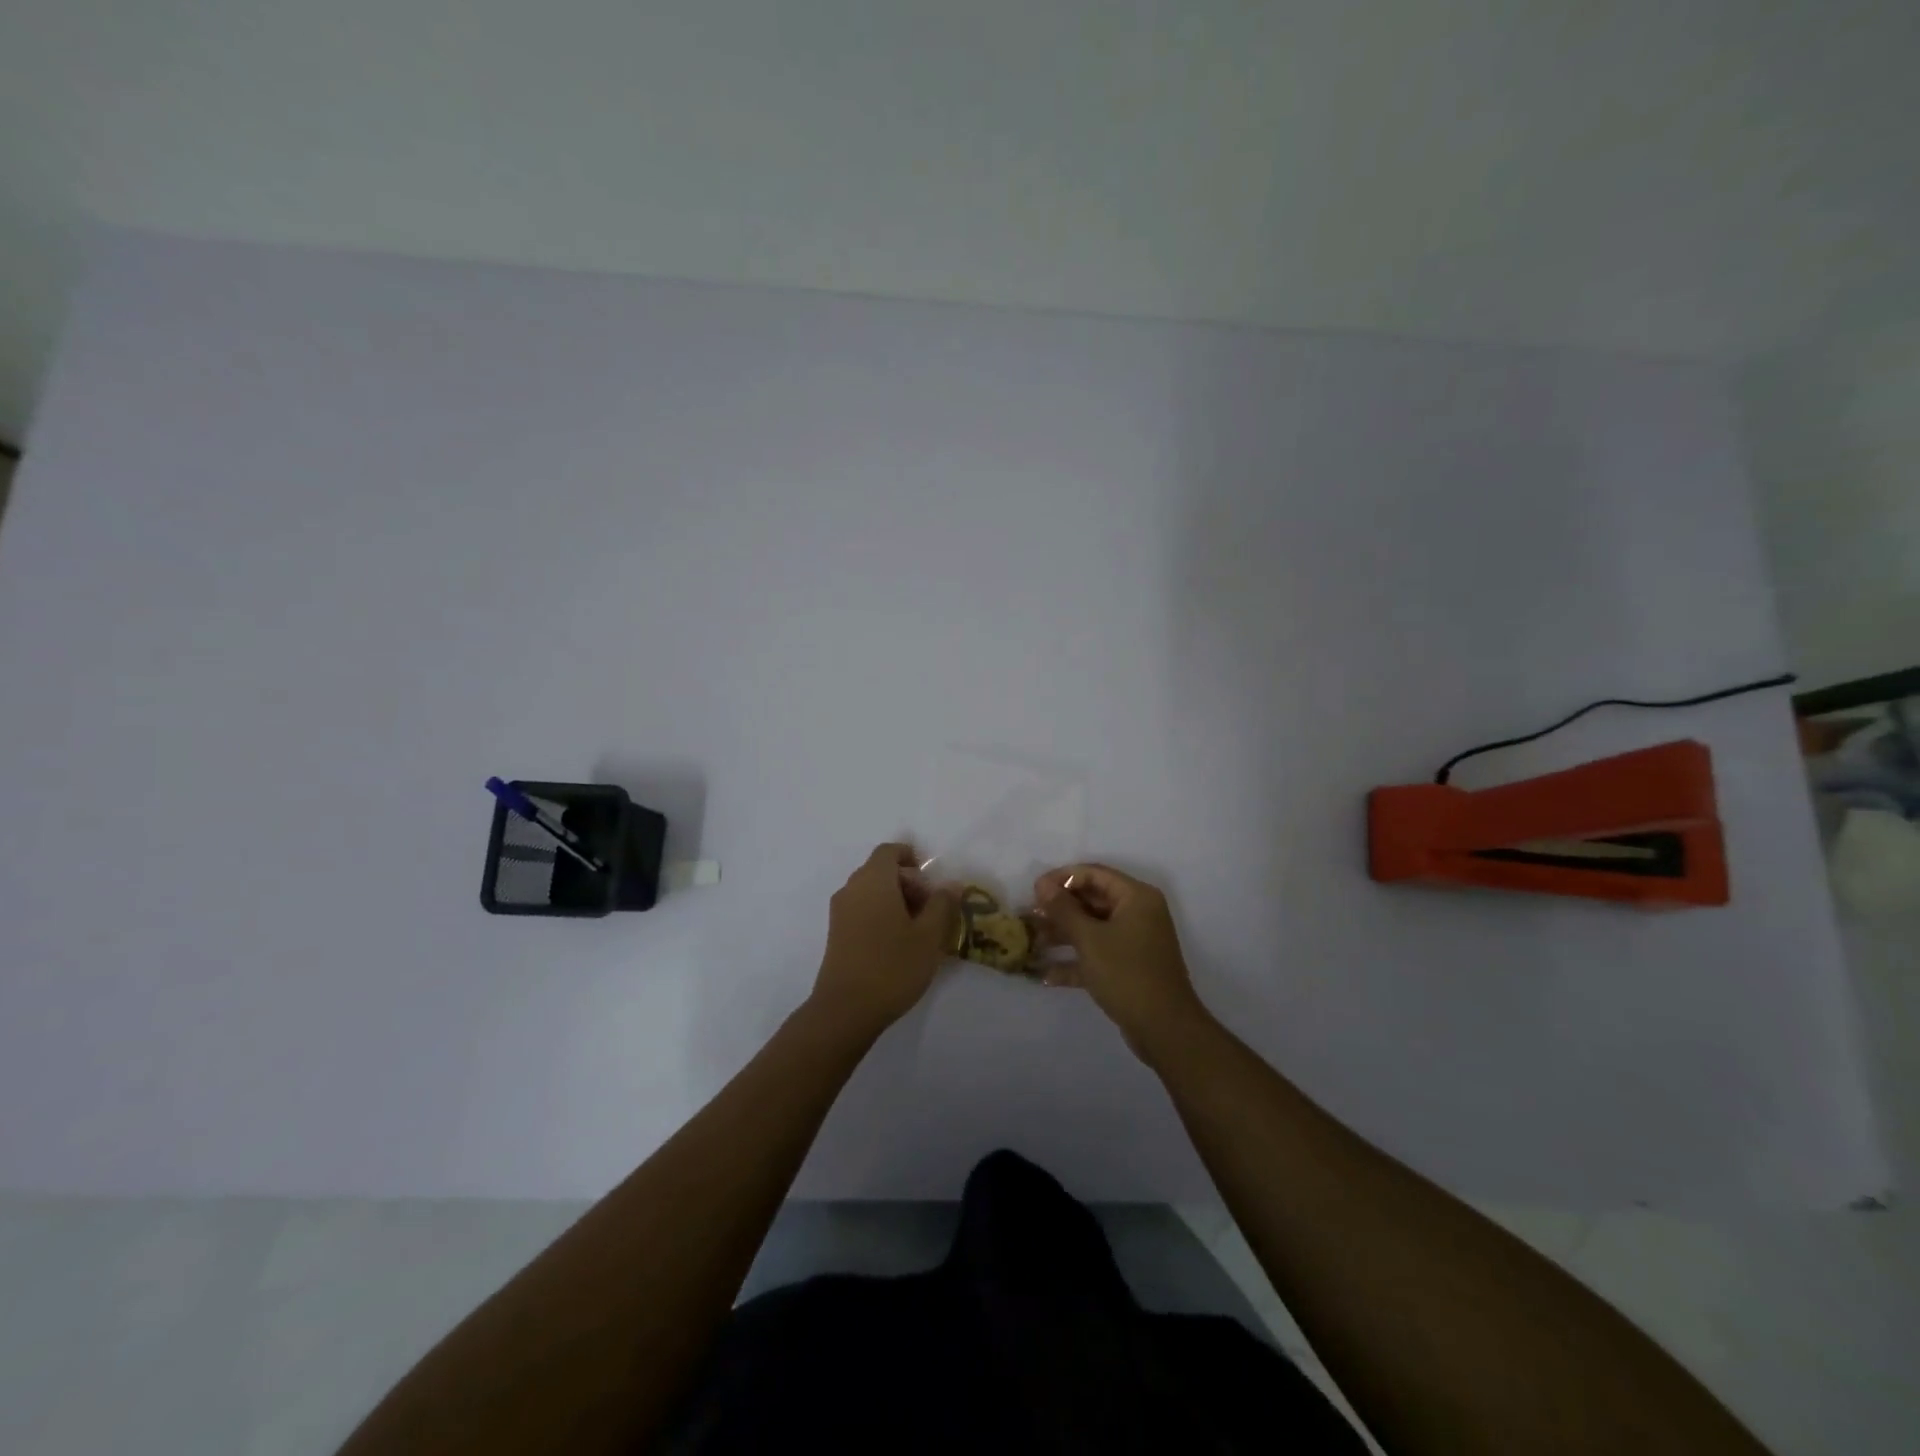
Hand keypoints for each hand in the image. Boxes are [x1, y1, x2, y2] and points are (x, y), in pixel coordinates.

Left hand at [810, 844, 959, 1037]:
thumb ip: (942, 904)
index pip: (890, 851)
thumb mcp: (929, 936)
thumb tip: (951, 884)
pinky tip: (897, 944)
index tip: (931, 883)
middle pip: (881, 870)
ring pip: (871, 892)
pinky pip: (861, 910)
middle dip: (908, 883)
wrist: (845, 1010)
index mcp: (873, 880)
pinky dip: (880, 915)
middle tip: (931, 911)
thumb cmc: (892, 966)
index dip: (911, 859)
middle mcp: (852, 888)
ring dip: (895, 901)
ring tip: (918, 931)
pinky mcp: (836, 934)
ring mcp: (840, 912)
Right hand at [1032, 863, 1209, 1061]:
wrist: (1164, 1029)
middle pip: (1091, 901)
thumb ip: (1063, 909)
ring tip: (1030, 943)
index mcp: (1136, 897)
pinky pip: (1097, 955)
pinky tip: (1046, 975)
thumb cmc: (1127, 973)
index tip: (1034, 890)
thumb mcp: (1089, 939)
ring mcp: (1133, 942)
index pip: (1094, 874)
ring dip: (1062, 935)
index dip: (1062, 878)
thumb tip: (1042, 884)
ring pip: (1092, 929)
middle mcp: (1137, 914)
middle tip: (1028, 917)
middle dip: (1059, 909)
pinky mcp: (1128, 968)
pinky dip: (1075, 962)